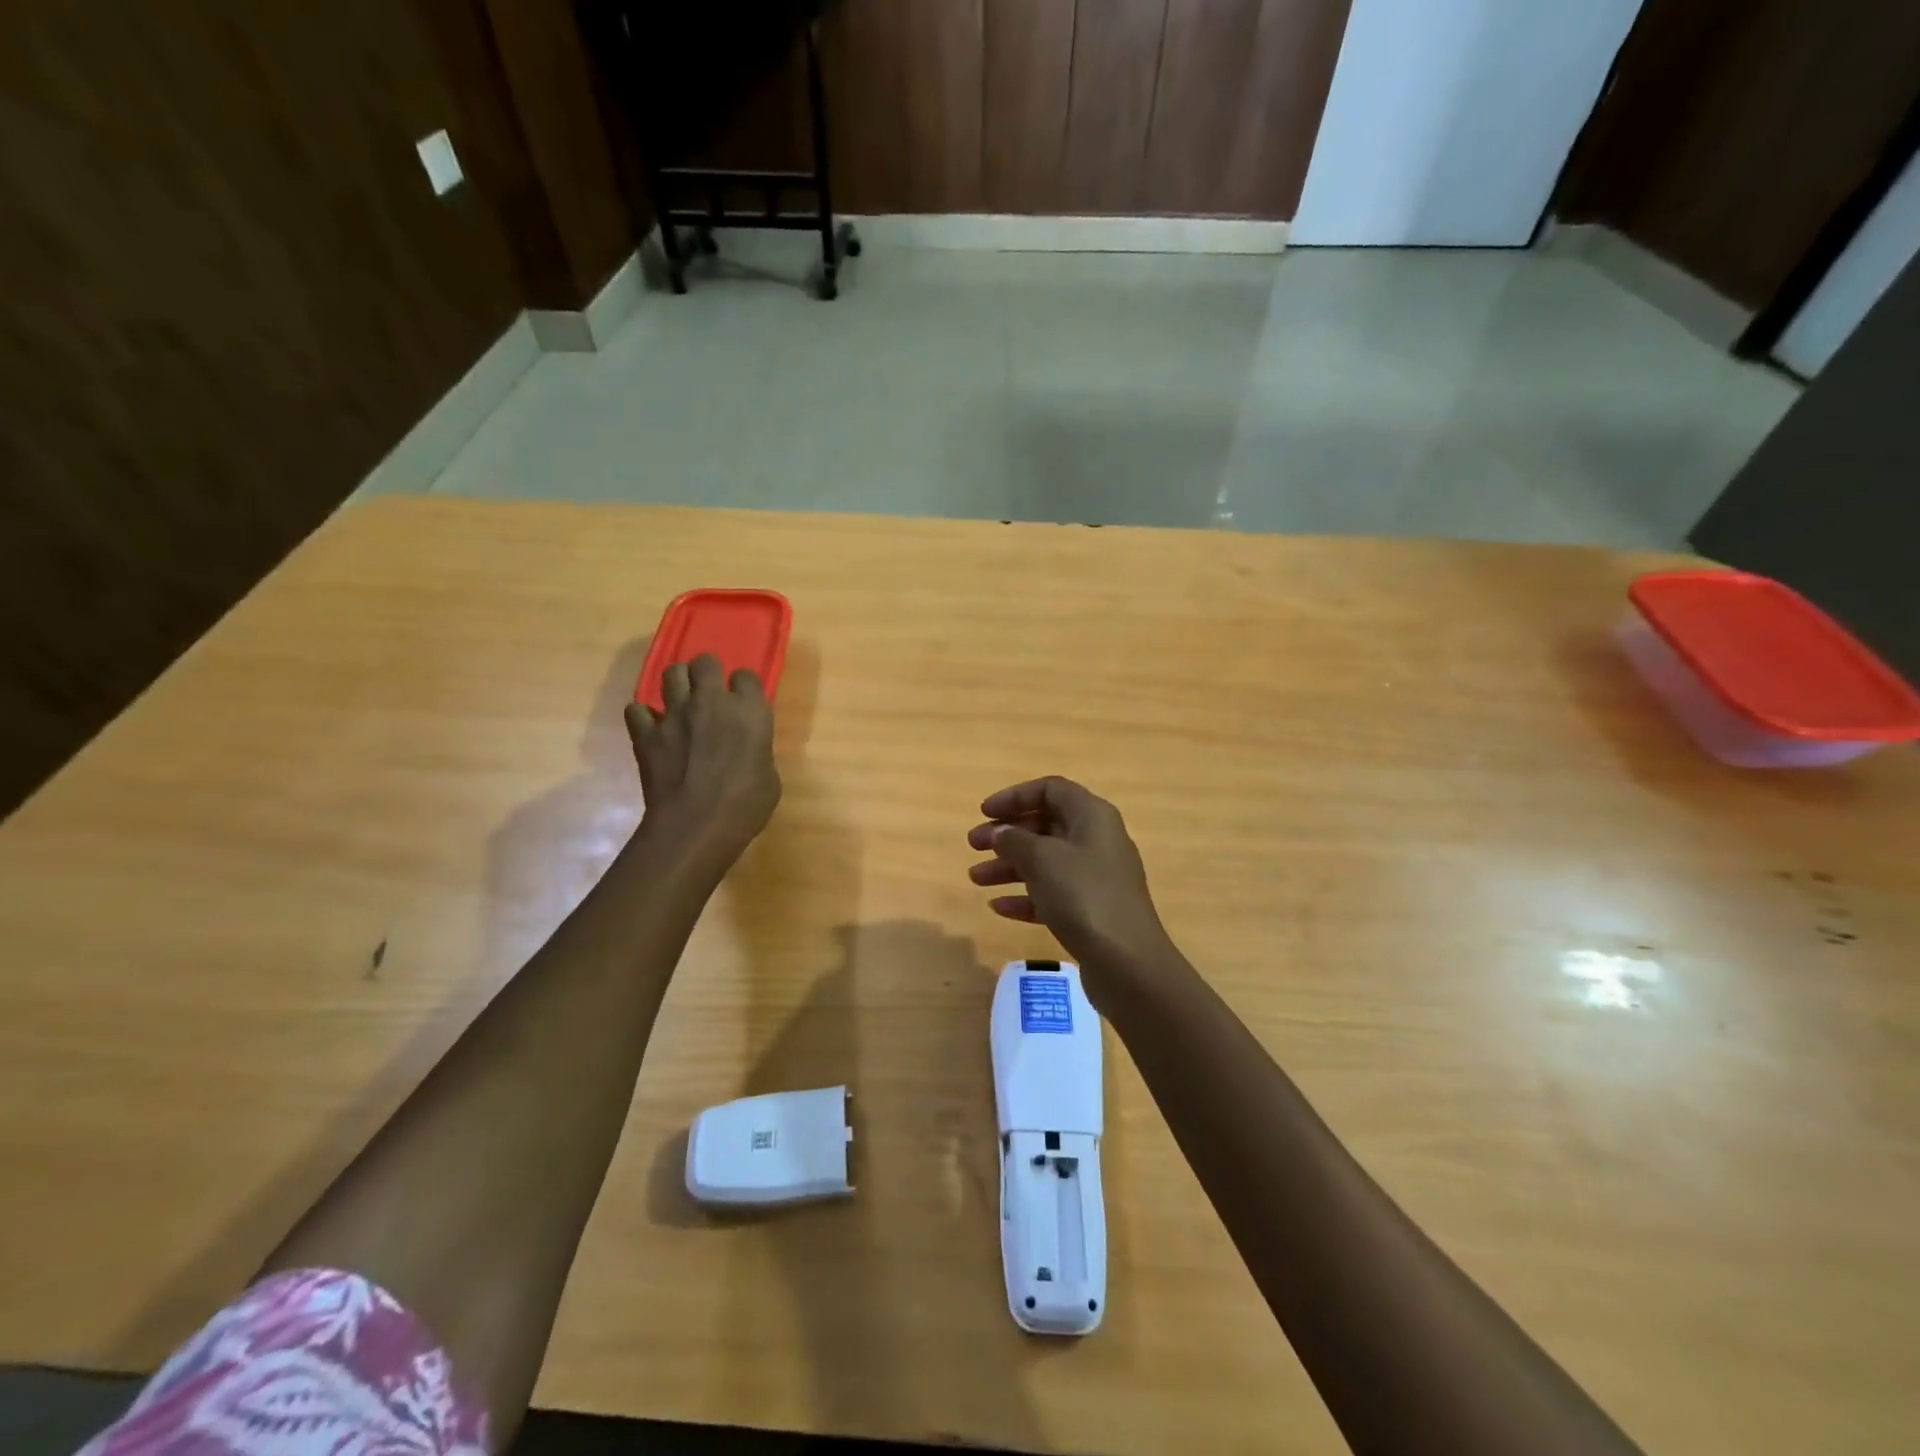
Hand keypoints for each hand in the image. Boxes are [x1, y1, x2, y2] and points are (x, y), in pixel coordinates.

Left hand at [625, 654, 779, 860]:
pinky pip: (636, 710)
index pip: (746, 676)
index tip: (743, 702)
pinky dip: (643, 717)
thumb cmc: (746, 805)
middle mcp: (712, 702)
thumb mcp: (769, 776)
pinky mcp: (646, 733)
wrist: (696, 826)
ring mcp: (674, 714)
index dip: (743, 688)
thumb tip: (746, 749)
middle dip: (707, 673)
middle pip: (705, 662)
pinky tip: (652, 730)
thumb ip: (757, 750)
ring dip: (677, 684)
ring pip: (670, 673)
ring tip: (680, 703)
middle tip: (709, 692)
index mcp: (750, 711)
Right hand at [967, 777, 1174, 998]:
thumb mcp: (1042, 860)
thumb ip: (1014, 840)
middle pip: (1046, 825)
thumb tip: (1000, 832)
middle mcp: (1097, 840)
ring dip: (1009, 866)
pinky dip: (1025, 896)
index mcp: (1092, 816)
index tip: (984, 812)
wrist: (1127, 962)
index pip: (1050, 789)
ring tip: (975, 879)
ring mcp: (1096, 877)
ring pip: (1046, 861)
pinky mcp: (1092, 910)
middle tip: (973, 845)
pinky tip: (998, 907)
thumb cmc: (1083, 896)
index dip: (1015, 796)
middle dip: (1007, 834)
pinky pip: (1052, 893)